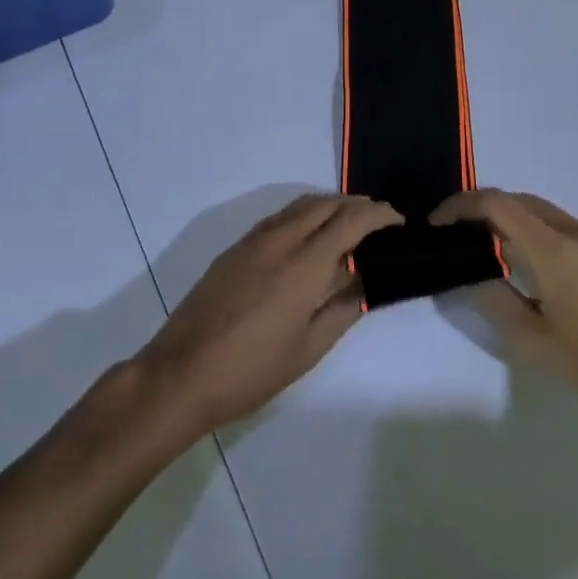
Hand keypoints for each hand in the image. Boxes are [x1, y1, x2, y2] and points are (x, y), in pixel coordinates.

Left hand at [134, 194, 400, 440]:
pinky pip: (278, 218)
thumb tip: (363, 283)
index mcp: (304, 265)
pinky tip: (308, 240)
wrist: (179, 375)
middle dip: (356, 204)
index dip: (379, 214)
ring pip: (299, 206)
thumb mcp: (307, 350)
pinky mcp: (234, 249)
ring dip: (329, 206)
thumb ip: (341, 310)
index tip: (398, 220)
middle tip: (378, 221)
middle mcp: (280, 241)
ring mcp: (253, 242)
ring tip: (347, 225)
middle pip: (325, 203)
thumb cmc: (250, 371)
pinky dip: (303, 216)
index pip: (351, 221)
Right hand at [431, 190, 577, 425]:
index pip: (498, 205)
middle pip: (516, 199)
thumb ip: (494, 299)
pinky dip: (527, 226)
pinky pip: (555, 222)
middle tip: (451, 231)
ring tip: (478, 241)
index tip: (436, 223)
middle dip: (479, 207)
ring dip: (504, 215)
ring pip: (537, 208)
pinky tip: (517, 254)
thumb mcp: (532, 341)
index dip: (461, 206)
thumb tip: (469, 273)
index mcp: (553, 249)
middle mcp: (573, 231)